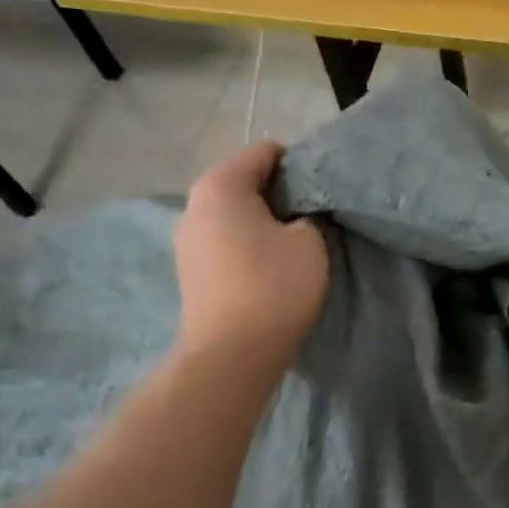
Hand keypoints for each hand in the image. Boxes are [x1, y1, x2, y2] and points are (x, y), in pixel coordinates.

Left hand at [173, 142, 328, 372]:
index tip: (321, 188)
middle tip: (313, 214)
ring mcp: (187, 241)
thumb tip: (295, 218)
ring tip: (293, 243)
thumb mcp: (309, 241)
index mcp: (220, 185)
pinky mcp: (191, 272)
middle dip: (279, 193)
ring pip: (234, 214)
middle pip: (244, 182)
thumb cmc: (274, 286)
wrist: (232, 354)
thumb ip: (306, 215)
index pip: (264, 152)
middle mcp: (194, 205)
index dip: (298, 164)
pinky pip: (225, 241)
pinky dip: (248, 245)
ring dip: (263, 222)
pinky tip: (270, 266)